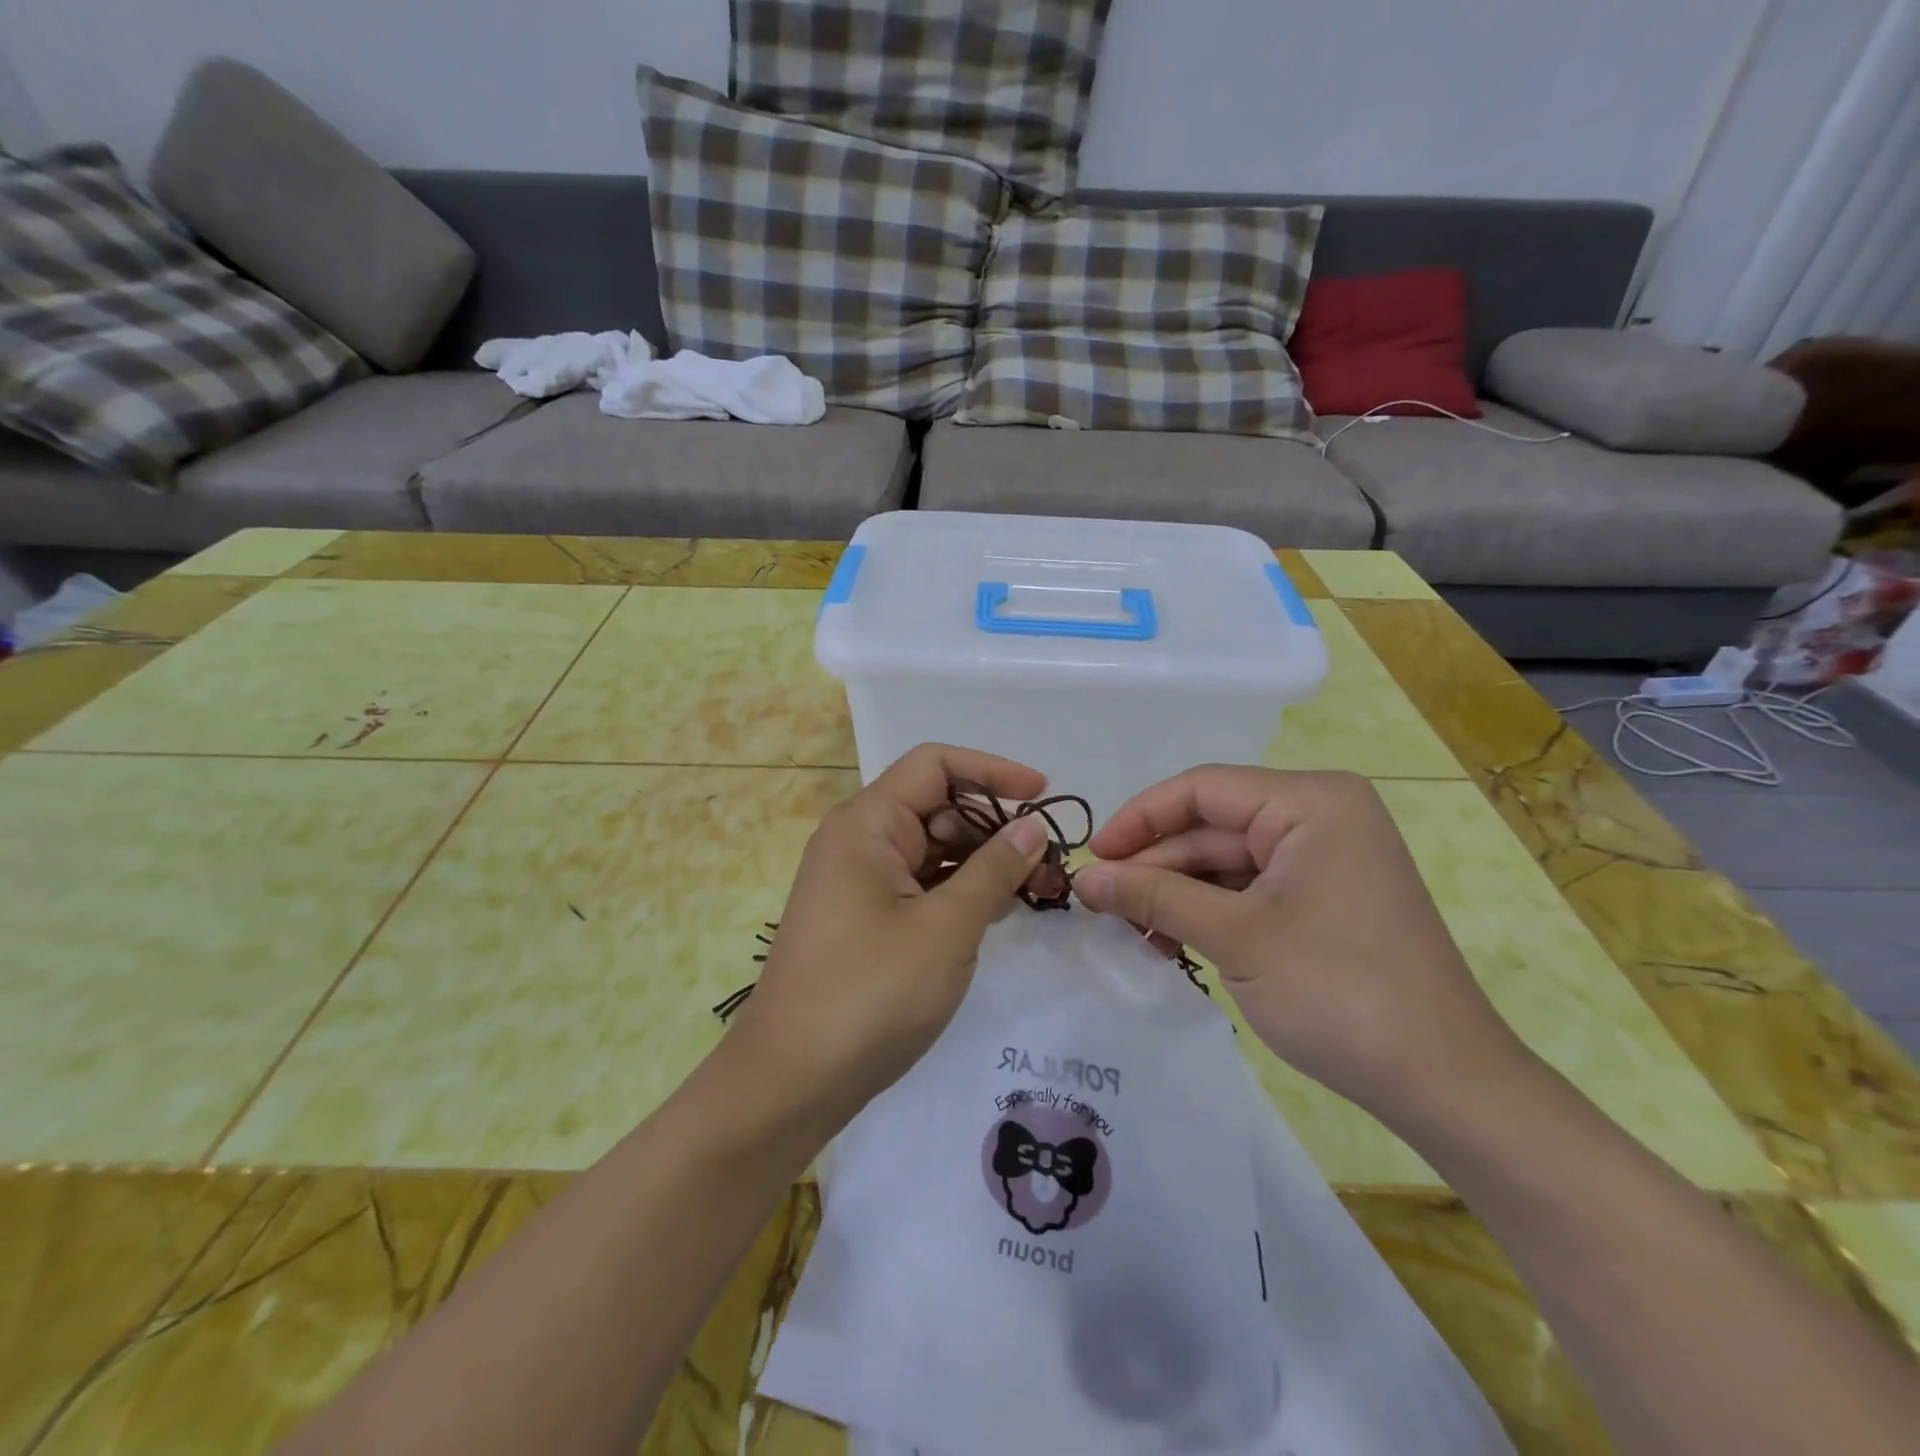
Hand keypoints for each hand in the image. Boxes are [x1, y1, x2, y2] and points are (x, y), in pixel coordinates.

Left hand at [725, 743, 1052, 1124]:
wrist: (791, 1081)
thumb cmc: (869, 993)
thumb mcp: (946, 928)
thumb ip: (994, 870)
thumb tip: (1034, 827)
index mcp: (867, 824)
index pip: (935, 765)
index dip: (993, 771)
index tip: (1043, 797)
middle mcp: (859, 840)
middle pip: (938, 806)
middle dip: (996, 826)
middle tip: (1050, 864)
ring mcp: (860, 881)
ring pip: (933, 848)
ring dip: (984, 862)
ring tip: (1038, 891)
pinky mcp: (866, 917)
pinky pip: (921, 884)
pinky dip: (961, 891)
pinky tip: (999, 911)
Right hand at [1073, 767, 1536, 1132]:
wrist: (1445, 1084)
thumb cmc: (1339, 992)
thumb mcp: (1235, 937)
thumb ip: (1154, 896)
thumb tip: (1083, 877)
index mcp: (1310, 801)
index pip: (1201, 789)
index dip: (1138, 819)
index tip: (1092, 858)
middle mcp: (1319, 816)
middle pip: (1211, 826)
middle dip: (1155, 865)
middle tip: (1099, 904)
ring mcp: (1323, 858)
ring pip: (1224, 861)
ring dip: (1175, 893)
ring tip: (1128, 930)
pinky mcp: (1322, 897)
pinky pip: (1248, 889)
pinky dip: (1207, 911)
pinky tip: (1167, 941)